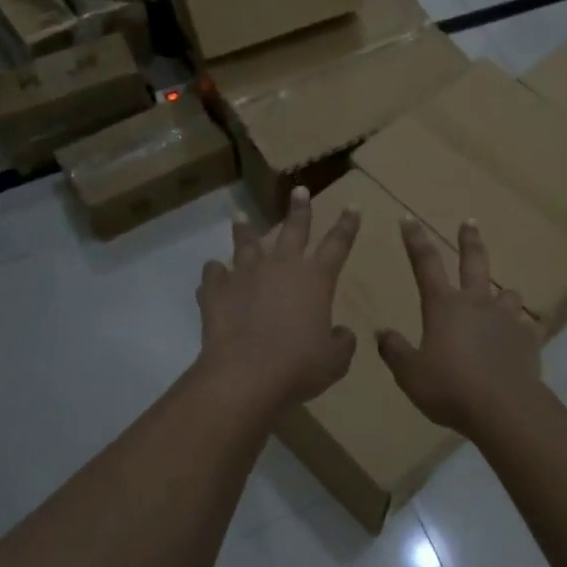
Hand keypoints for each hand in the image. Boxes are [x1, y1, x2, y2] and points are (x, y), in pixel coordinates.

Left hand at [197, 187, 359, 411]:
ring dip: (245, 230)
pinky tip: (214, 273)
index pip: (338, 244)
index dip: (348, 225)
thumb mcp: (335, 360)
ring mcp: (245, 275)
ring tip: (240, 217)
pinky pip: (213, 274)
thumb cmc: (299, 366)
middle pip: (293, 229)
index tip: (353, 206)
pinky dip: (215, 273)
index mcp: (316, 279)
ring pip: (246, 243)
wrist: (245, 375)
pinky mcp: (216, 291)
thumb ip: (342, 342)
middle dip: (299, 209)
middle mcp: (281, 267)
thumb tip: (341, 333)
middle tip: (300, 191)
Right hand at [377, 219, 543, 434]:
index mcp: (444, 306)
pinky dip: (522, 330)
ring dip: (503, 293)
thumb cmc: (449, 388)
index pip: (425, 264)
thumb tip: (382, 333)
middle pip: (474, 262)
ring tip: (501, 298)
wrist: (503, 408)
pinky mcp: (528, 339)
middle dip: (470, 240)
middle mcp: (476, 303)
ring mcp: (506, 319)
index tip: (408, 218)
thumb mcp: (410, 374)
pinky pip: (527, 328)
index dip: (415, 240)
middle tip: (469, 222)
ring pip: (508, 294)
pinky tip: (521, 339)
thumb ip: (395, 351)